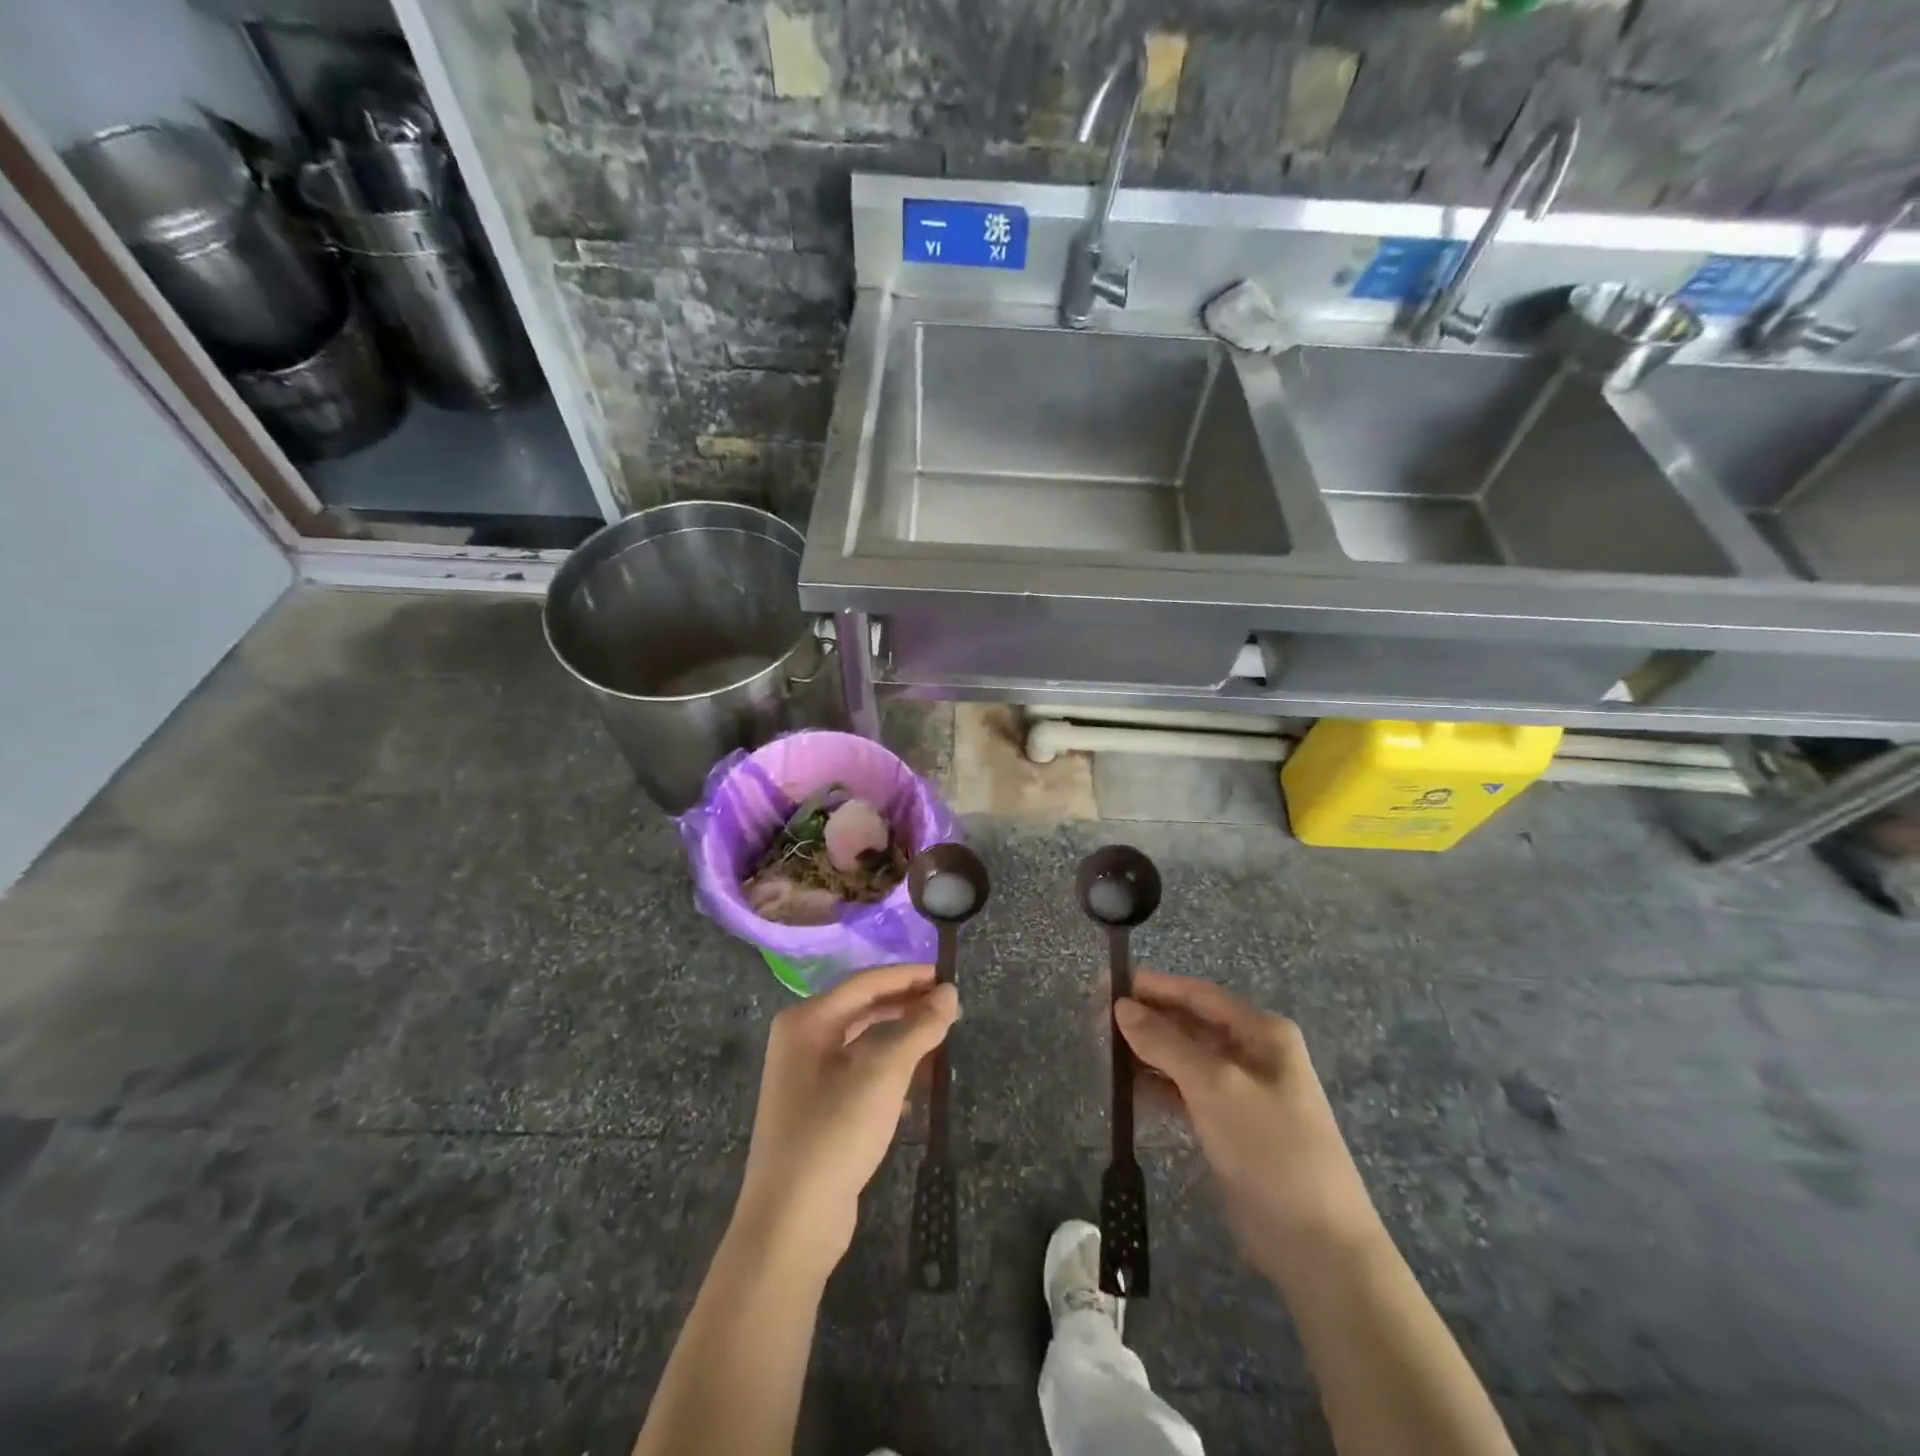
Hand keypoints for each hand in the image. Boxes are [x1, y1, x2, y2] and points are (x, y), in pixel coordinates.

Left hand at [734, 964, 958, 1276]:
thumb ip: (919, 1027)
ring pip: (863, 1042)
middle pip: (863, 1008)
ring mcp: (805, 1077)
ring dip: (902, 1038)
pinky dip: (889, 1068)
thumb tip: (949, 992)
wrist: (791, 1223)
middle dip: (907, 1006)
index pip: (866, 982)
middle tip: (950, 1008)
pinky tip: (918, 1081)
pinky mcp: (817, 1109)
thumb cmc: (835, 1132)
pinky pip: (859, 1072)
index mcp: (807, 1020)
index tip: (949, 977)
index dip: (909, 976)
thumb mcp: (884, 1073)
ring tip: (942, 1039)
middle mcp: (801, 1040)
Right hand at [1115, 969, 1382, 1283]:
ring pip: (1184, 1058)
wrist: (1318, 1246)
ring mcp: (1241, 1091)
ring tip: (1104, 1051)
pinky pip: (1185, 1091)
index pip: (1198, 994)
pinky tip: (1127, 1088)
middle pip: (1189, 1024)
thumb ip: (1166, 1043)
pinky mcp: (1229, 1125)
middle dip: (1146, 1020)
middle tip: (1097, 1021)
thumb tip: (1121, 1006)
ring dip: (1148, 1052)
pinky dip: (1158, 1085)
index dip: (1154, 987)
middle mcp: (1252, 1053)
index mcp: (1261, 1032)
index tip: (1108, 984)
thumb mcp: (1216, 1087)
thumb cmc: (1271, 1149)